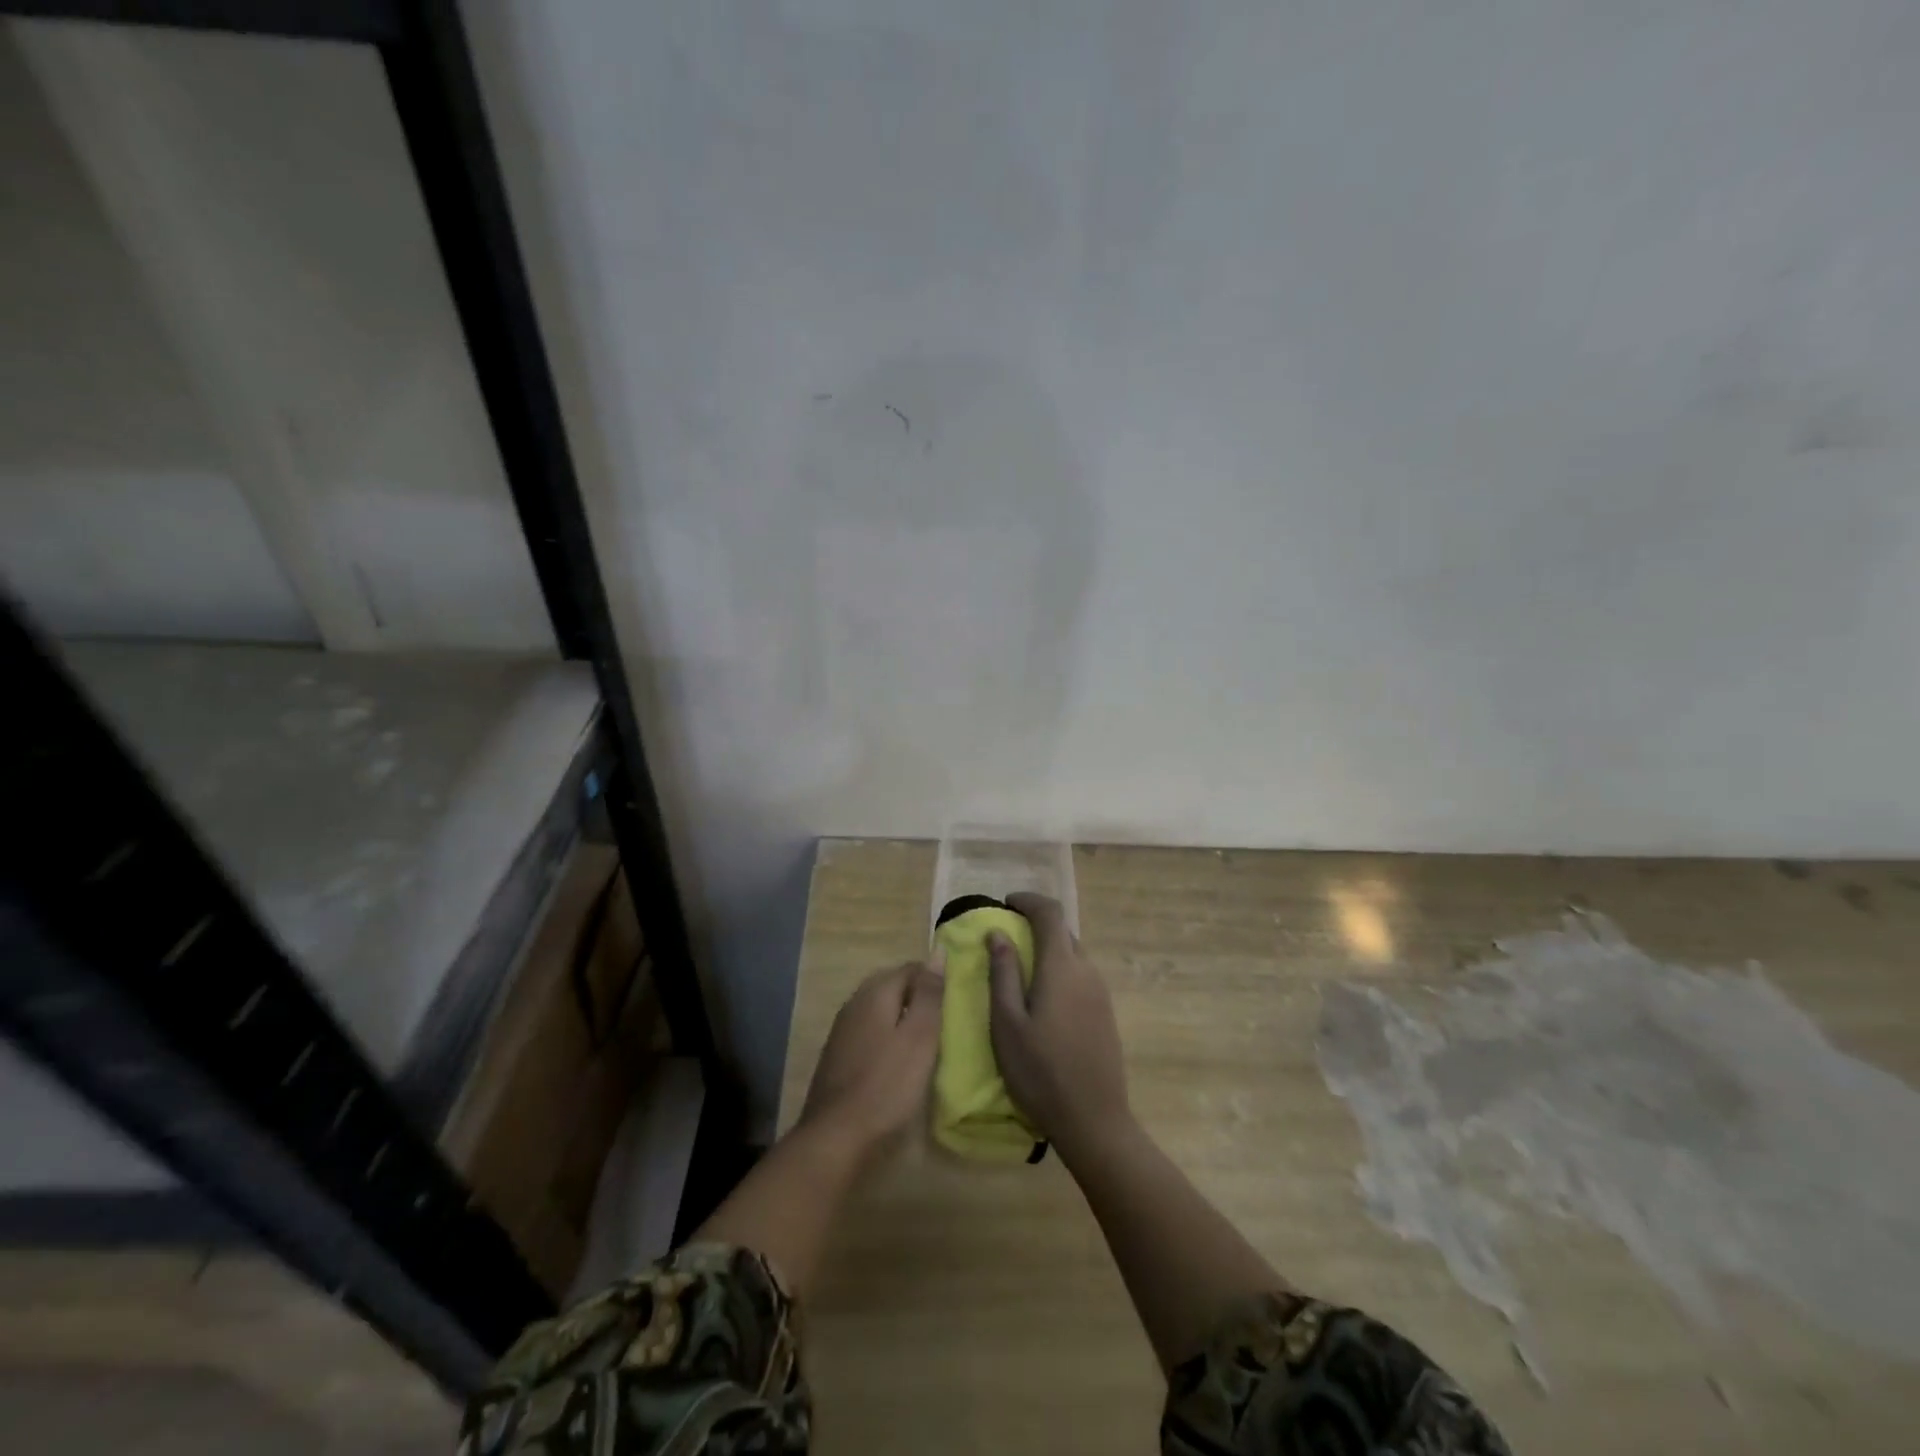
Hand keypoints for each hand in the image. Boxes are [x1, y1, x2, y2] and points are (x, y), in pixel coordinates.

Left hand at [802, 958, 944, 1156]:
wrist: (836, 1138)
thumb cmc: (887, 1084)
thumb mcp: (920, 1037)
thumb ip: (929, 994)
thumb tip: (938, 952)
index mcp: (875, 993)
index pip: (910, 968)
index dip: (934, 979)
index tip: (955, 999)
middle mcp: (854, 1004)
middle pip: (891, 987)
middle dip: (918, 997)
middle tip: (944, 1020)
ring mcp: (841, 1031)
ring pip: (879, 1011)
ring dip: (902, 1018)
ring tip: (926, 1041)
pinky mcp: (837, 1058)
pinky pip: (868, 1033)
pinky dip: (887, 1038)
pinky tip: (898, 1061)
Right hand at [987, 892, 1130, 1162]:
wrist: (1094, 1120)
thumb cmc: (1040, 1072)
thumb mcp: (1007, 1023)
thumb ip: (1003, 973)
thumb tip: (997, 933)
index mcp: (1061, 966)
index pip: (1050, 913)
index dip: (1028, 901)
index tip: (1005, 904)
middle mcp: (1087, 970)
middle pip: (1063, 931)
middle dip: (1035, 925)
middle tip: (1005, 938)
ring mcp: (1101, 992)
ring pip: (1073, 954)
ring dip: (1048, 949)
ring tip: (1020, 970)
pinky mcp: (1106, 1012)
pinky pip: (1081, 975)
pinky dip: (1060, 970)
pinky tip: (1043, 998)